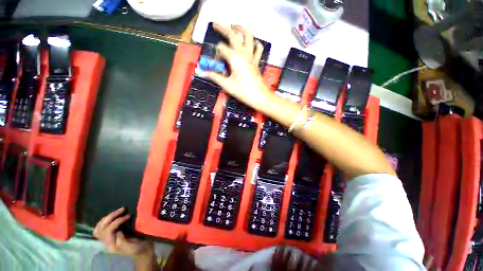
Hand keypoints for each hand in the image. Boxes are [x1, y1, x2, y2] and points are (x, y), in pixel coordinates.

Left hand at [93, 207, 153, 258]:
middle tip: (122, 209)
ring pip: (99, 227)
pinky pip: (102, 227)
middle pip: (101, 228)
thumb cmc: (138, 248)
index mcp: (112, 244)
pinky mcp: (111, 235)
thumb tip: (118, 232)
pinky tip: (115, 215)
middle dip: (110, 217)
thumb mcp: (132, 247)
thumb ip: (122, 241)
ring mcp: (108, 238)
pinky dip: (106, 220)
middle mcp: (107, 242)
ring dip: (107, 217)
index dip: (116, 221)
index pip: (108, 230)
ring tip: (119, 211)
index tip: (128, 216)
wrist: (142, 251)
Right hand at [203, 23, 272, 110]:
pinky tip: (252, 43)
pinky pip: (258, 48)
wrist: (259, 96)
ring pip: (248, 36)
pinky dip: (255, 43)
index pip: (221, 49)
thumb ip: (215, 77)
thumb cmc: (243, 92)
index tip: (216, 64)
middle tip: (215, 24)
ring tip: (234, 26)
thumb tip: (202, 72)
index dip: (216, 55)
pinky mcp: (256, 61)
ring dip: (241, 29)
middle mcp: (243, 53)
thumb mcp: (227, 85)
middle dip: (223, 28)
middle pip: (233, 35)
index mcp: (234, 58)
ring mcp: (251, 56)